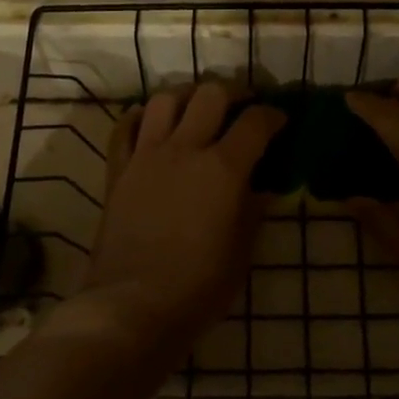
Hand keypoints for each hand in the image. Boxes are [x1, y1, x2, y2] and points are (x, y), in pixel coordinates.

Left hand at [75, 82, 285, 352]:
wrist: (133, 305)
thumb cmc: (199, 286)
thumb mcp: (243, 250)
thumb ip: (254, 208)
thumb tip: (264, 184)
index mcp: (223, 168)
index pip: (255, 123)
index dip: (273, 115)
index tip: (280, 120)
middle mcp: (185, 149)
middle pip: (210, 94)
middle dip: (233, 93)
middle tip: (242, 106)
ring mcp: (146, 155)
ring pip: (165, 99)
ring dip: (186, 96)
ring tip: (196, 108)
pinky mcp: (118, 170)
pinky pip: (124, 127)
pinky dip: (139, 117)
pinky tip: (150, 122)